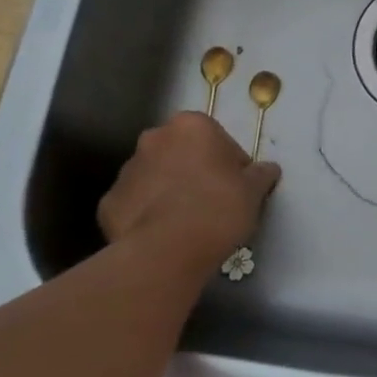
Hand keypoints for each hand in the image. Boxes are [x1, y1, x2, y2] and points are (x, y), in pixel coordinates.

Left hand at [99, 113, 280, 279]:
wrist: (167, 251)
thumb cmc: (218, 208)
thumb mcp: (254, 190)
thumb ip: (261, 174)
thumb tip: (268, 169)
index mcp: (191, 126)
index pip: (217, 139)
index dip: (230, 164)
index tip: (236, 188)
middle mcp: (154, 138)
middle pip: (181, 153)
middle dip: (194, 171)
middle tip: (211, 203)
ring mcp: (127, 170)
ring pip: (155, 176)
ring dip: (168, 191)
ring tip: (185, 223)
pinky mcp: (108, 203)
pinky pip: (134, 204)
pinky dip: (145, 215)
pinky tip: (161, 235)